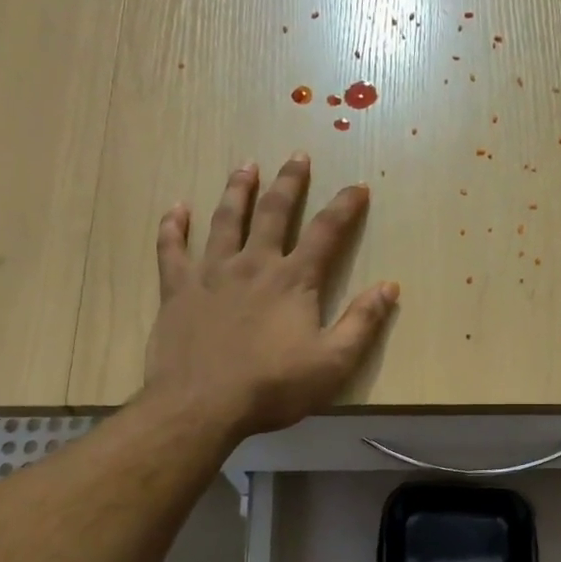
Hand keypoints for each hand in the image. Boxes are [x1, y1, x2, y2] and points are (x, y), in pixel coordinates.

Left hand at [144, 156, 398, 437]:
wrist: (202, 404)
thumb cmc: (273, 387)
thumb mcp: (333, 363)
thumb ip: (362, 323)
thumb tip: (389, 287)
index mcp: (293, 281)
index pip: (326, 233)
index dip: (344, 207)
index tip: (357, 186)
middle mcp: (253, 265)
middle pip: (273, 213)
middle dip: (289, 183)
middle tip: (297, 157)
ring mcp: (210, 273)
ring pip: (225, 220)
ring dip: (237, 191)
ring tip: (245, 166)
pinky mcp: (177, 290)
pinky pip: (171, 249)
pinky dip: (173, 227)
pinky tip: (175, 209)